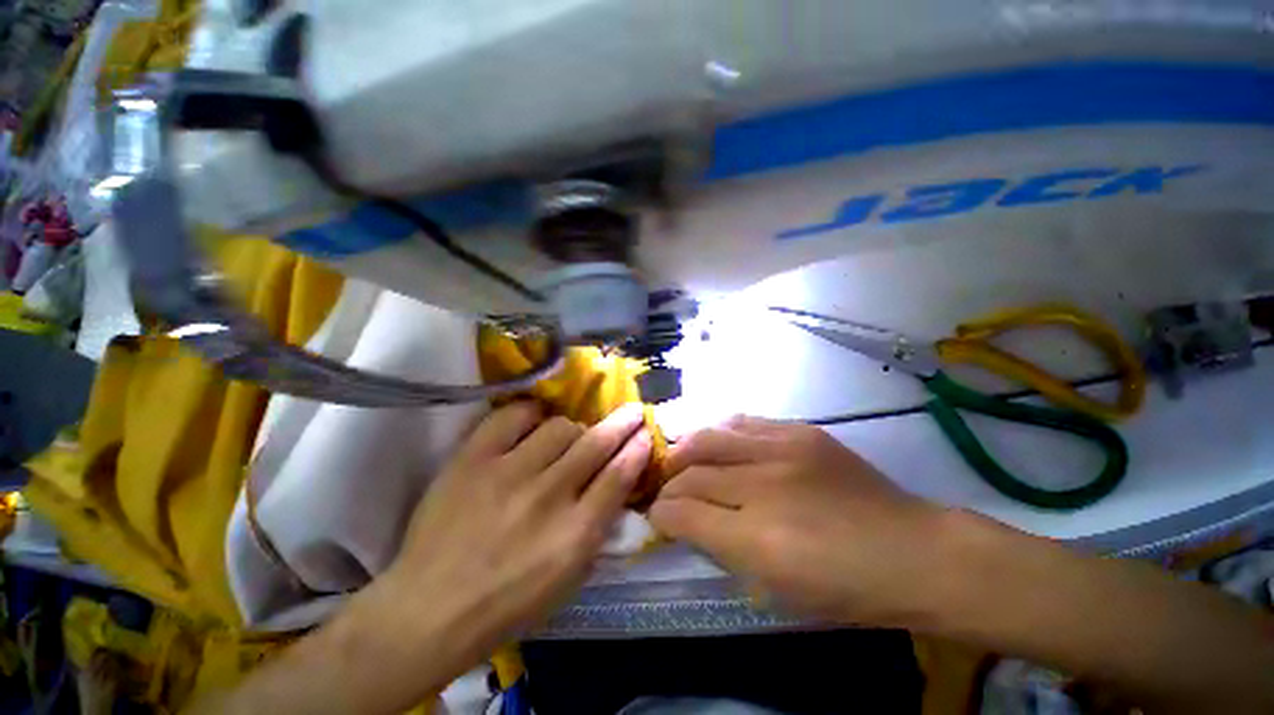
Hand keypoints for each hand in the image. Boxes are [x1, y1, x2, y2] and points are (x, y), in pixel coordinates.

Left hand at [369, 401, 651, 683]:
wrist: (429, 609)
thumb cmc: (507, 604)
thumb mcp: (569, 578)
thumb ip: (597, 527)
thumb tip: (616, 483)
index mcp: (574, 534)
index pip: (618, 476)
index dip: (637, 449)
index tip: (645, 433)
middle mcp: (547, 496)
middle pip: (595, 443)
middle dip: (622, 423)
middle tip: (631, 411)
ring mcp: (508, 473)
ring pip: (560, 427)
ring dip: (572, 430)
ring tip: (565, 439)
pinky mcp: (473, 460)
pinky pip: (513, 417)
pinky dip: (530, 415)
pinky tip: (533, 423)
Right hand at [650, 416, 943, 627]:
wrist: (913, 551)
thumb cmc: (844, 588)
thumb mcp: (775, 588)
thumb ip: (721, 549)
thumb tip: (684, 521)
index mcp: (757, 539)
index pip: (684, 512)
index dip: (662, 513)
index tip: (656, 514)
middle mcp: (764, 485)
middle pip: (692, 471)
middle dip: (669, 481)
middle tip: (664, 487)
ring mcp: (783, 449)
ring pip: (711, 436)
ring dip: (687, 448)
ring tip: (681, 458)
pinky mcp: (801, 431)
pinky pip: (743, 422)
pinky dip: (720, 432)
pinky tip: (717, 442)